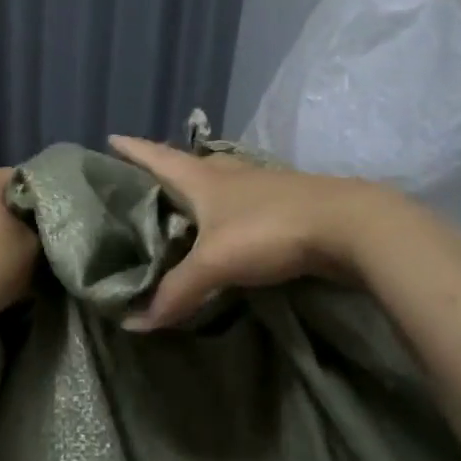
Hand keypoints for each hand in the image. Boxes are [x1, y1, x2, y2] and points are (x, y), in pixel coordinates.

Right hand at [109, 136, 402, 328]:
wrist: (347, 225)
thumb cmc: (269, 230)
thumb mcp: (215, 262)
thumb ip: (176, 291)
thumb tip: (133, 324)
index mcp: (204, 179)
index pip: (159, 157)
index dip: (134, 149)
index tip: (112, 137)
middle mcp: (231, 175)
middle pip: (190, 166)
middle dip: (166, 169)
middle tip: (143, 181)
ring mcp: (262, 187)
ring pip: (221, 184)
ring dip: (200, 191)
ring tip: (182, 204)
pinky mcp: (286, 206)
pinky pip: (243, 205)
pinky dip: (228, 213)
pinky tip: (229, 227)